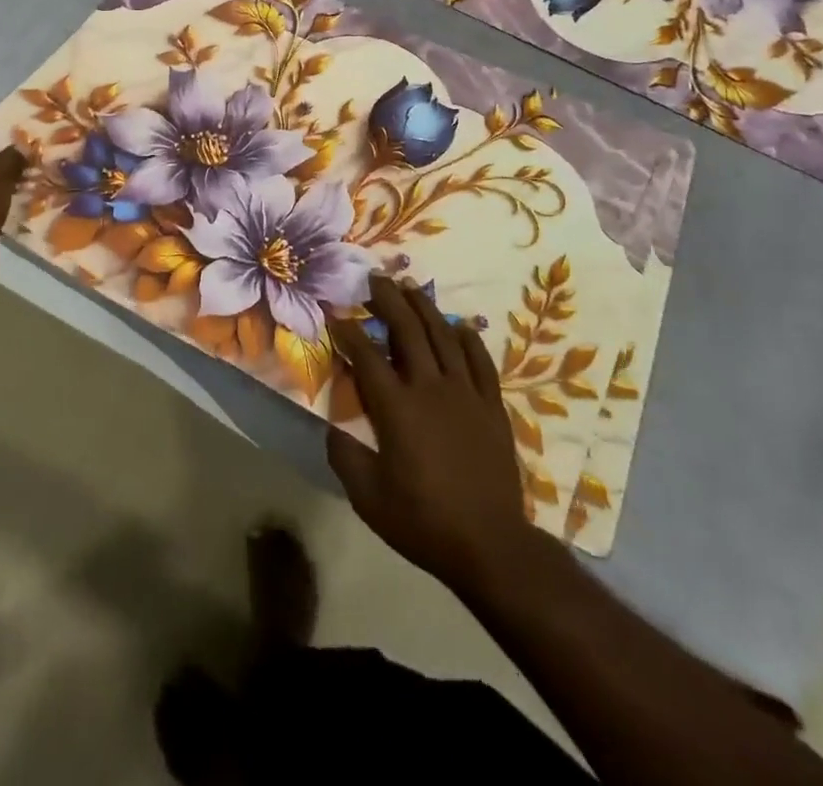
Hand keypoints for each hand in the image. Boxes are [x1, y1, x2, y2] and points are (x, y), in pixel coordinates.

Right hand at [327, 275, 534, 596]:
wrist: (490, 544)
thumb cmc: (423, 521)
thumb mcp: (368, 497)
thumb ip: (344, 456)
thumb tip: (331, 426)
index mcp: (397, 409)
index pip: (367, 356)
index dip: (349, 331)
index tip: (336, 314)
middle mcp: (430, 388)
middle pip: (408, 330)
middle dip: (388, 300)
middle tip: (374, 278)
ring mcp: (465, 393)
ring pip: (443, 336)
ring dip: (424, 307)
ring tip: (410, 286)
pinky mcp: (491, 405)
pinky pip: (479, 360)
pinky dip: (467, 338)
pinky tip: (459, 325)